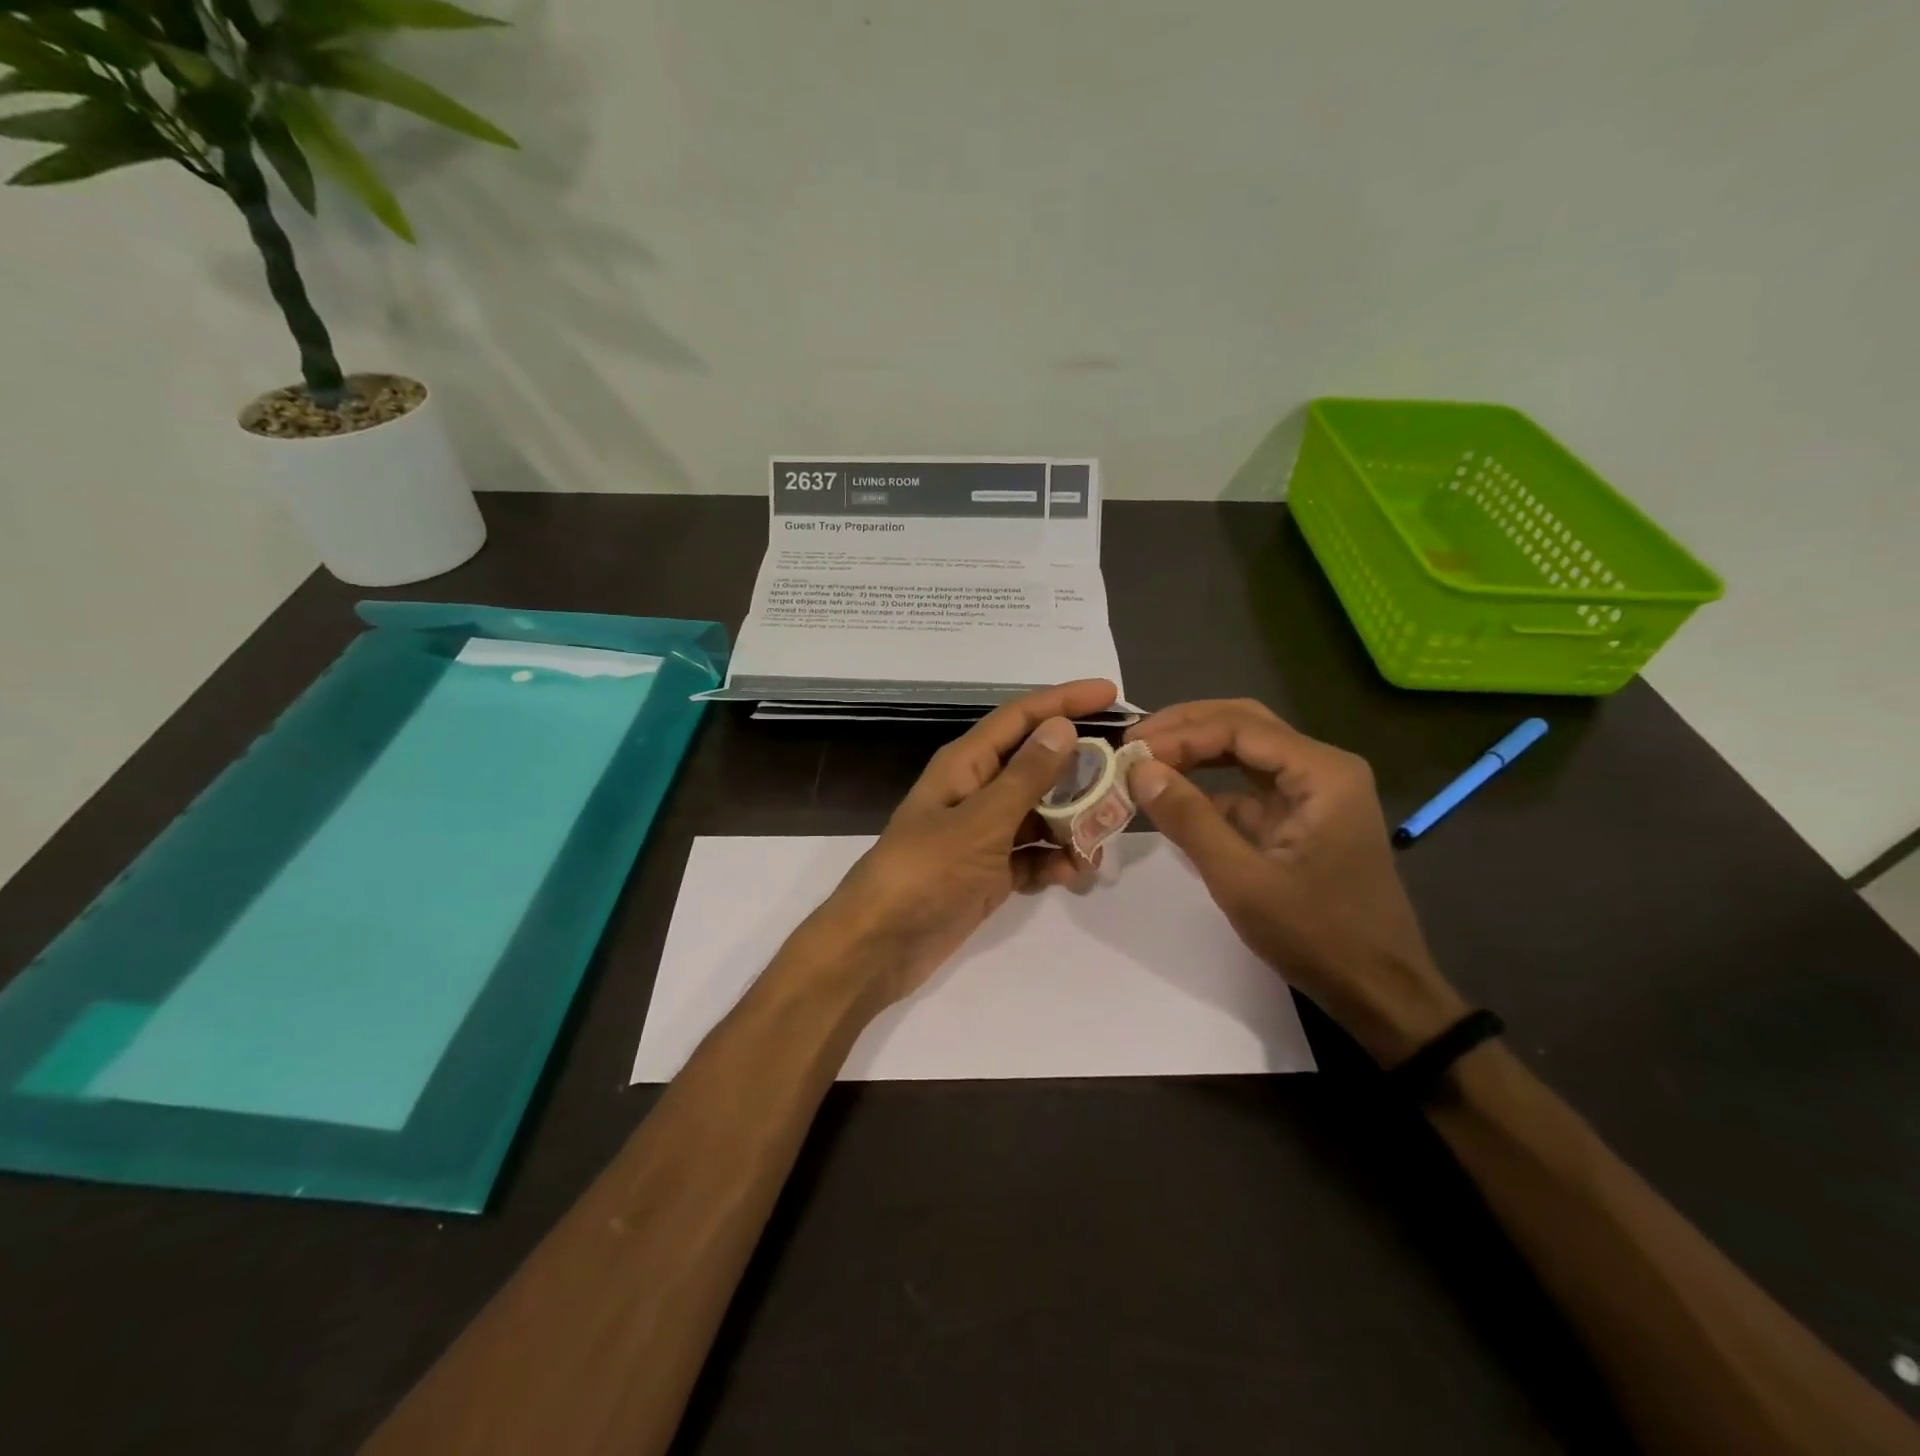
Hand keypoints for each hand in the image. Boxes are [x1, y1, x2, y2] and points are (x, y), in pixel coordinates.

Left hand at [794, 679, 1119, 1008]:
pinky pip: (1032, 856)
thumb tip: (1063, 726)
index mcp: (966, 765)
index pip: (1021, 717)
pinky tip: (1071, 875)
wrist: (880, 945)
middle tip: (1125, 778)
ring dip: (1072, 825)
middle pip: (1037, 766)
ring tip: (1099, 843)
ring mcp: (983, 835)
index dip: (1064, 700)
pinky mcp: (989, 872)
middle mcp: (976, 792)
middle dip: (1081, 771)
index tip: (1112, 693)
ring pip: (1040, 815)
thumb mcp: (980, 821)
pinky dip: (1052, 862)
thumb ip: (1025, 777)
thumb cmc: (926, 872)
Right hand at [1125, 699, 1466, 1064]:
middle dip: (1186, 728)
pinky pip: (1248, 787)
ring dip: (1195, 752)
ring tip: (1144, 759)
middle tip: (1132, 741)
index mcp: (1322, 772)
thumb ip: (1190, 819)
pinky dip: (1209, 786)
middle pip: (1244, 725)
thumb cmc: (1318, 935)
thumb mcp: (1243, 880)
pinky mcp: (1300, 819)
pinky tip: (1173, 797)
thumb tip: (1139, 769)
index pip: (1239, 727)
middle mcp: (1321, 769)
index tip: (1130, 752)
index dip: (1180, 734)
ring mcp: (1313, 794)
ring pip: (1245, 751)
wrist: (1379, 991)